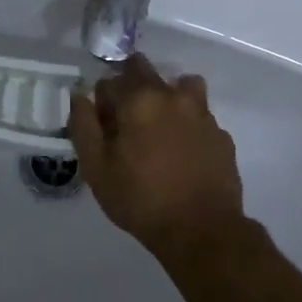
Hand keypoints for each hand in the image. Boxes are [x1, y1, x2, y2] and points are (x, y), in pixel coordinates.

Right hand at [68, 53, 253, 262]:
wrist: (202, 230)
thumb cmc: (141, 200)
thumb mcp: (96, 168)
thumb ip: (84, 126)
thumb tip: (80, 96)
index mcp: (139, 99)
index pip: (110, 80)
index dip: (102, 102)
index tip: (102, 127)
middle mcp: (173, 96)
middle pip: (146, 72)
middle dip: (131, 88)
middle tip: (127, 123)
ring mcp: (202, 113)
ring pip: (180, 86)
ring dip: (166, 97)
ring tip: (159, 129)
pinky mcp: (221, 134)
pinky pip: (199, 115)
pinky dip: (188, 124)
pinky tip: (183, 152)